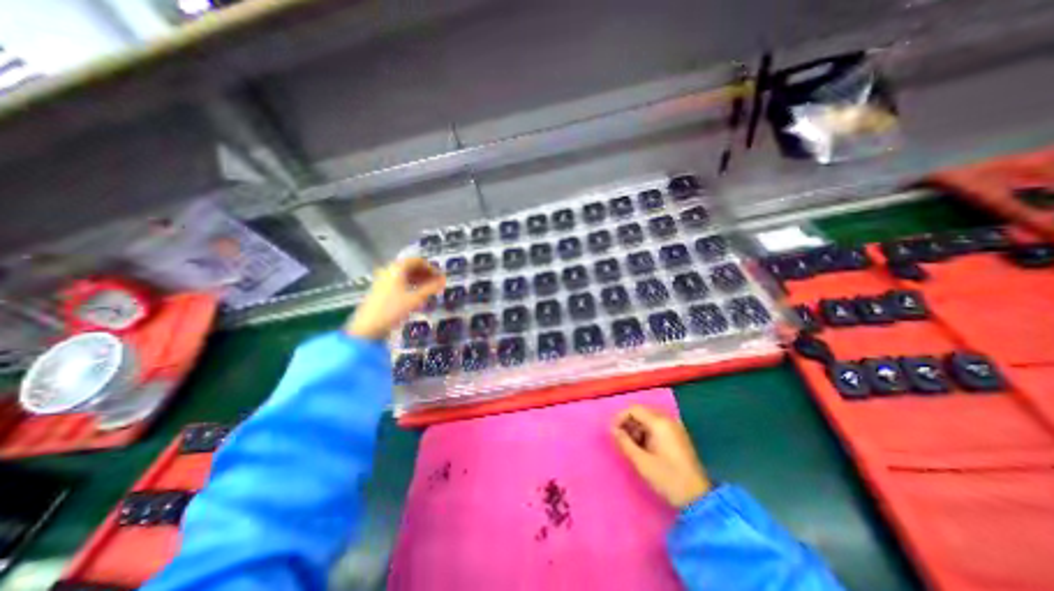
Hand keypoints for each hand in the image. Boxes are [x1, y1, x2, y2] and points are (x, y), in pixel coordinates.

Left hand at [347, 259, 443, 340]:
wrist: (367, 328)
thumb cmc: (393, 310)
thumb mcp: (415, 299)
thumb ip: (431, 288)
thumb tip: (444, 280)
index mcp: (396, 269)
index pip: (417, 261)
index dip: (431, 267)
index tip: (440, 277)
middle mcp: (388, 271)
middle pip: (410, 267)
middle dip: (425, 273)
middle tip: (436, 283)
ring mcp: (383, 280)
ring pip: (404, 275)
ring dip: (418, 280)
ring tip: (429, 290)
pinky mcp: (380, 290)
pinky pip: (398, 282)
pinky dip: (410, 285)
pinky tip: (416, 295)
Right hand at [614, 405, 711, 507]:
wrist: (698, 499)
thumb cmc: (667, 478)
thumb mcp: (641, 461)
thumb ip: (624, 442)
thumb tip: (612, 430)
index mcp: (659, 423)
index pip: (633, 409)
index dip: (620, 418)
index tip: (613, 433)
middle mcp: (668, 420)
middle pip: (641, 412)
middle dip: (628, 424)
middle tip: (621, 441)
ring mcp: (675, 427)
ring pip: (648, 419)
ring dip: (637, 429)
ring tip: (632, 447)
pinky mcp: (678, 436)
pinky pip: (657, 426)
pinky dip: (647, 433)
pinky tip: (644, 449)